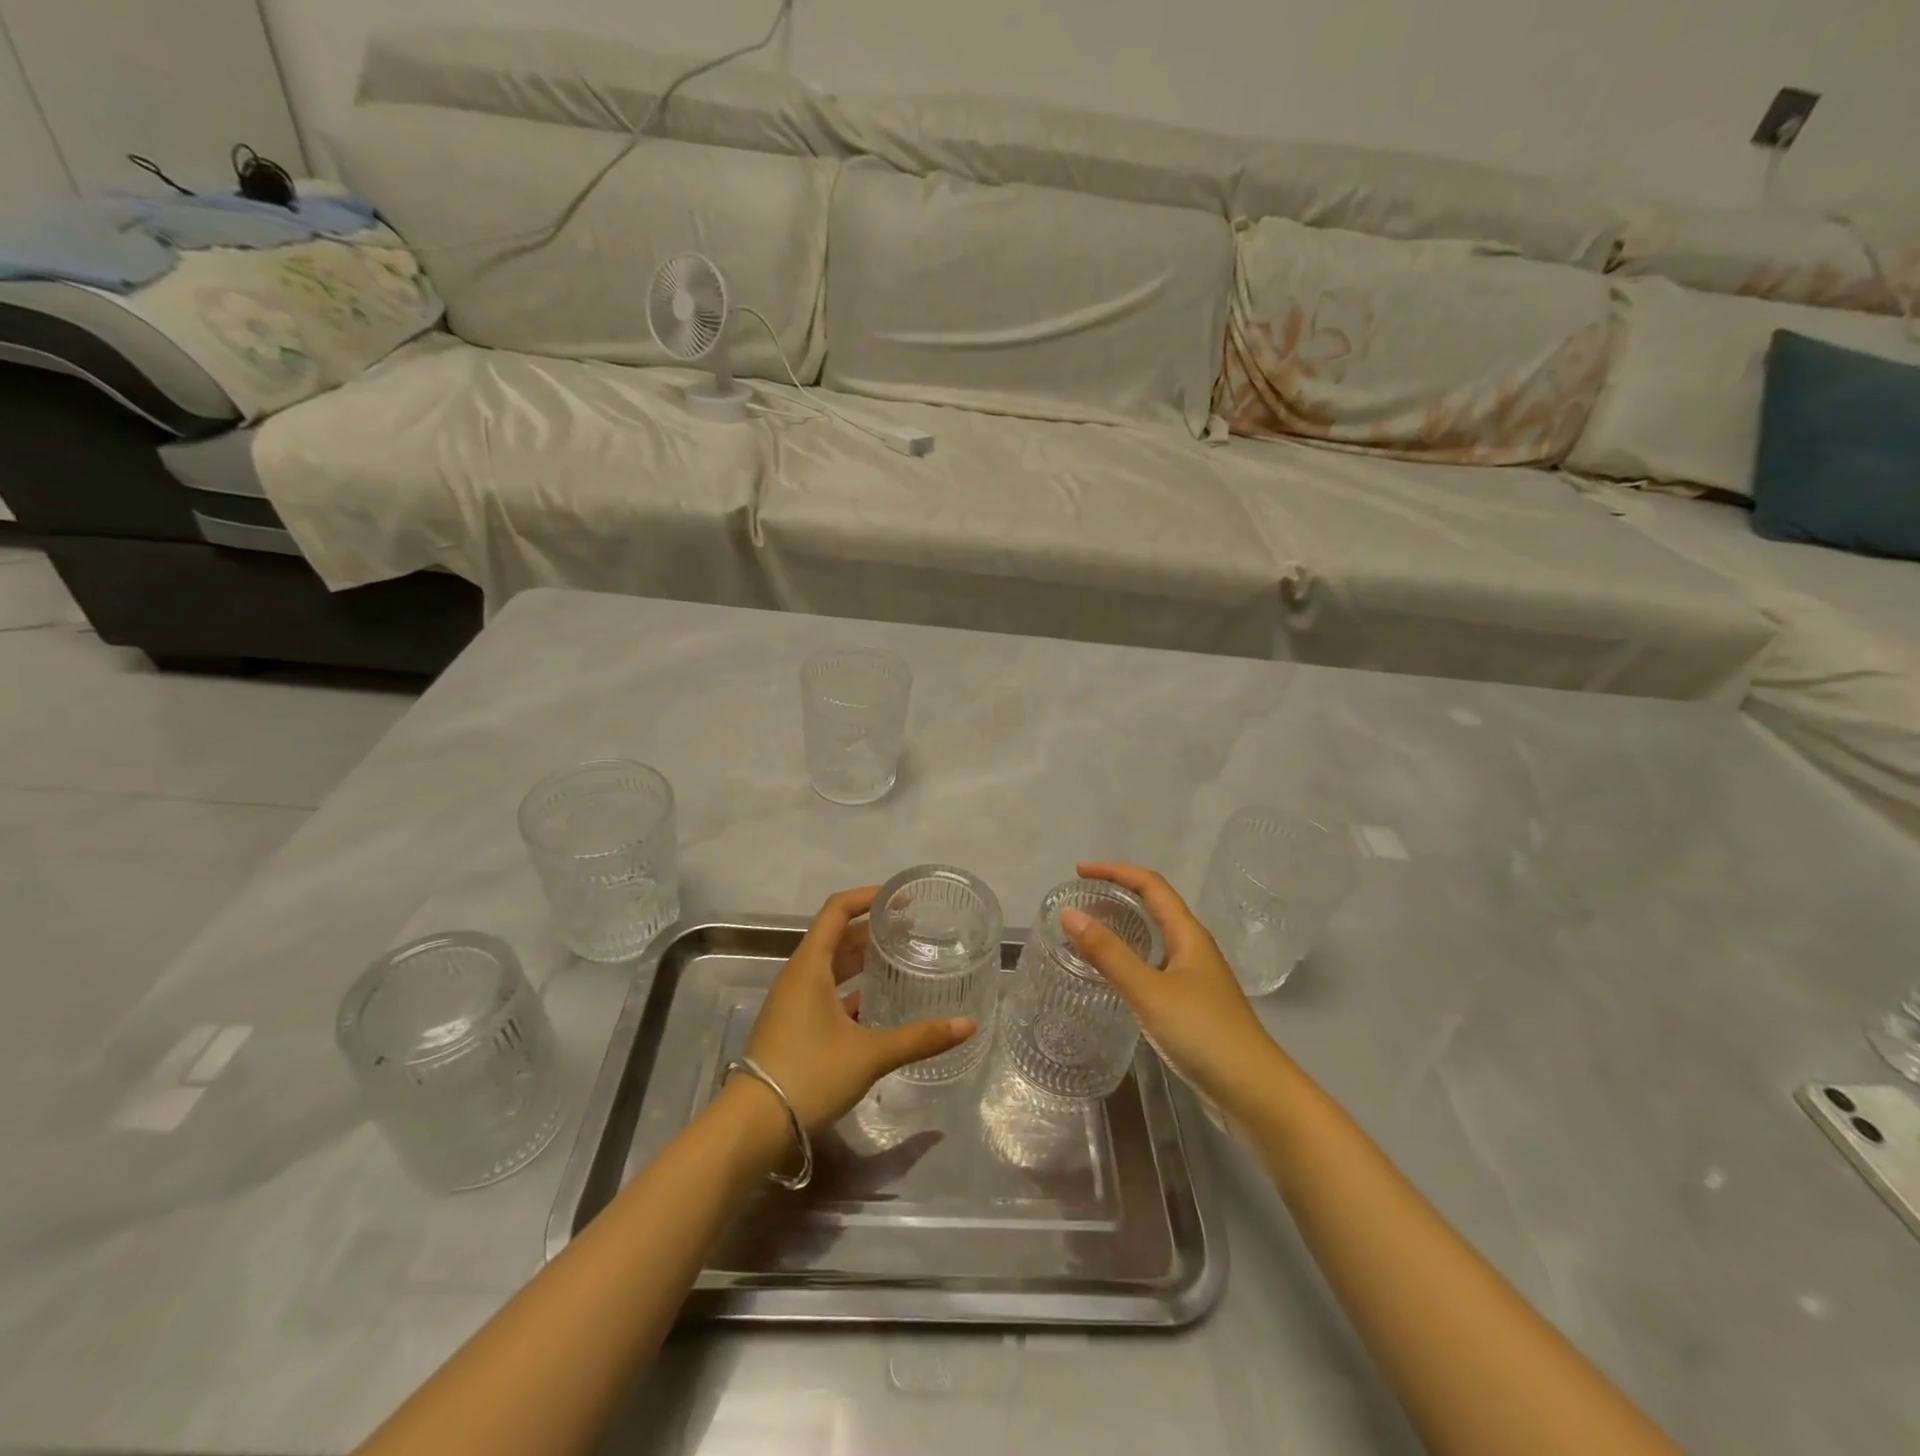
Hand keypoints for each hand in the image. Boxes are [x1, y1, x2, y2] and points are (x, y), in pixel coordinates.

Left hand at [742, 888, 977, 1132]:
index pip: (837, 910)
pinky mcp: (793, 1027)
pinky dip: (852, 990)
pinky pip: (826, 993)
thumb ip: (920, 1037)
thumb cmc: (809, 1074)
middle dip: (871, 929)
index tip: (900, 898)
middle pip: (836, 937)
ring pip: (831, 967)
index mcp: (810, 966)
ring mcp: (793, 1003)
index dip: (867, 897)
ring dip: (862, 960)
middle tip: (911, 930)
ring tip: (899, 960)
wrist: (753, 1126)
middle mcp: (798, 976)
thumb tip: (968, 1025)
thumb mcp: (869, 1054)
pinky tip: (878, 1004)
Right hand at [1061, 863, 1279, 1113]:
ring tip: (1089, 932)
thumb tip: (1069, 914)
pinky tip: (1113, 977)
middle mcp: (1194, 949)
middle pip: (1155, 906)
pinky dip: (1130, 958)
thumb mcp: (1149, 991)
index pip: (1151, 885)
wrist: (1254, 1093)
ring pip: (1156, 938)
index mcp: (1189, 935)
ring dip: (1124, 926)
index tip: (1079, 872)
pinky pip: (1155, 966)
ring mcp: (1195, 978)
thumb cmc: (1204, 1034)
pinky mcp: (1192, 1006)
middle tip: (1080, 901)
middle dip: (1118, 895)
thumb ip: (1109, 954)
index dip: (1116, 872)